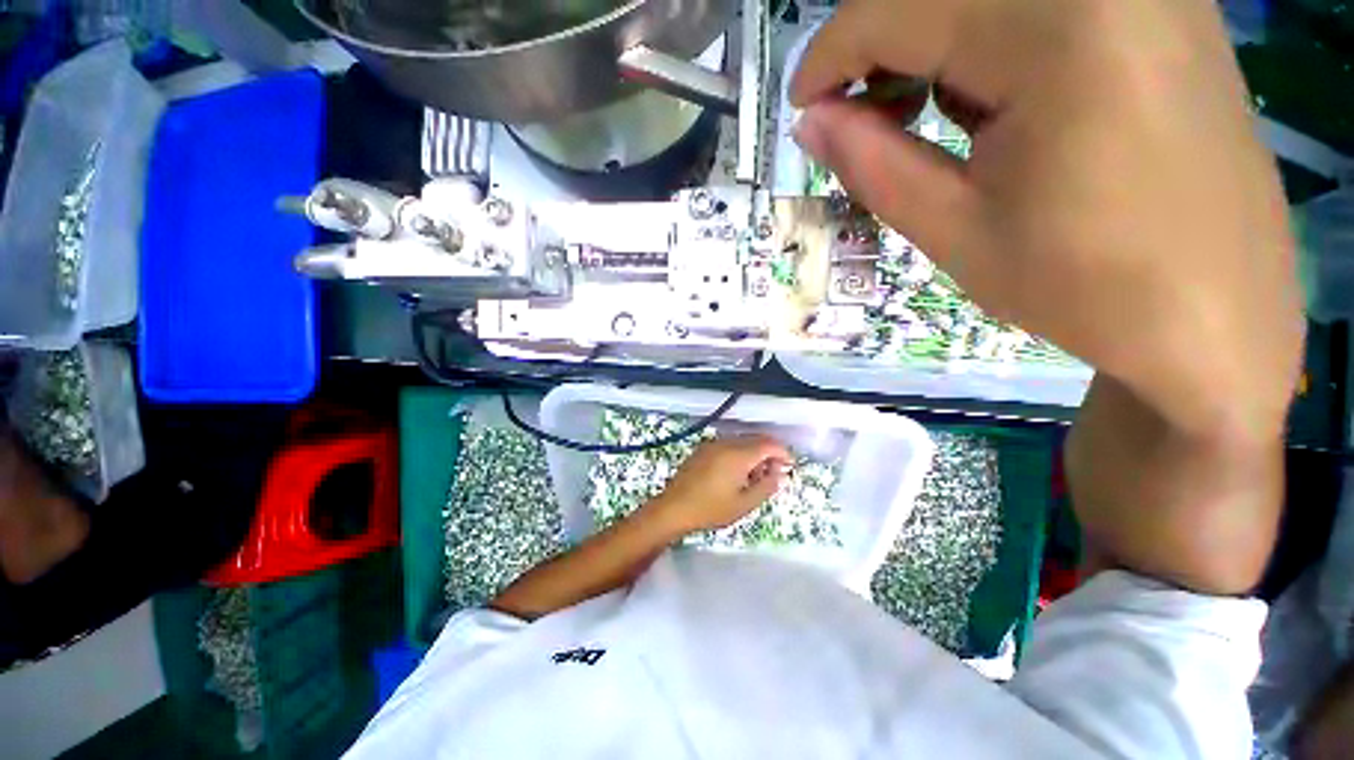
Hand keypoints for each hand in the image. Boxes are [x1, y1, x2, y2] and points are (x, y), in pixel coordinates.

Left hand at [646, 436, 790, 534]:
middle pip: (755, 439)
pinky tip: (736, 472)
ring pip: (742, 441)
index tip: (789, 465)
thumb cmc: (710, 509)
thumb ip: (766, 487)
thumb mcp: (744, 504)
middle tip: (773, 473)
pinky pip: (728, 444)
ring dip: (754, 452)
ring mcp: (712, 444)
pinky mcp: (703, 449)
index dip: (782, 452)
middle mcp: (726, 443)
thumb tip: (779, 474)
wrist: (673, 508)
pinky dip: (739, 452)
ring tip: (754, 476)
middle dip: (769, 452)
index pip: (768, 444)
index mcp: (738, 455)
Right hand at [791, 0, 1303, 439]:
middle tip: (852, 118)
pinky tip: (985, 102)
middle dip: (876, 45)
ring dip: (930, 42)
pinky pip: (1041, 2)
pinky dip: (985, 40)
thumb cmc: (1083, 287)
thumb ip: (872, 164)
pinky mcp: (1162, 8)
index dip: (832, 53)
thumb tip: (811, 122)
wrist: (1215, 316)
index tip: (802, 107)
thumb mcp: (954, 231)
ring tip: (915, 118)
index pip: (901, 6)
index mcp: (1060, 31)